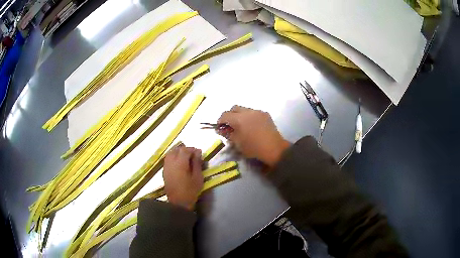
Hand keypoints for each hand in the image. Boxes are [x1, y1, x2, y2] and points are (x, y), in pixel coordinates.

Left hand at [163, 144, 202, 209]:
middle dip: (185, 150)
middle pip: (177, 150)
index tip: (199, 154)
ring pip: (171, 153)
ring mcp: (166, 167)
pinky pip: (168, 159)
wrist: (178, 203)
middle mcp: (171, 162)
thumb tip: (198, 152)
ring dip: (178, 153)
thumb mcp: (197, 177)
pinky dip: (174, 158)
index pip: (185, 150)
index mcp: (180, 163)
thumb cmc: (190, 191)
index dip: (192, 150)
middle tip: (193, 156)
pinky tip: (180, 164)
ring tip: (186, 159)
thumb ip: (197, 163)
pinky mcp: (164, 171)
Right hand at [218, 106, 289, 166]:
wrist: (274, 148)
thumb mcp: (237, 143)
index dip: (220, 121)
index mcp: (239, 119)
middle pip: (234, 108)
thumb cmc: (253, 148)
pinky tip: (252, 126)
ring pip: (244, 109)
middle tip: (230, 125)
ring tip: (242, 126)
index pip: (225, 115)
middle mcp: (248, 112)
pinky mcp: (265, 114)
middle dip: (229, 115)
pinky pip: (253, 112)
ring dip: (240, 115)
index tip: (220, 128)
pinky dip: (249, 117)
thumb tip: (221, 129)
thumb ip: (228, 134)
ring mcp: (257, 112)